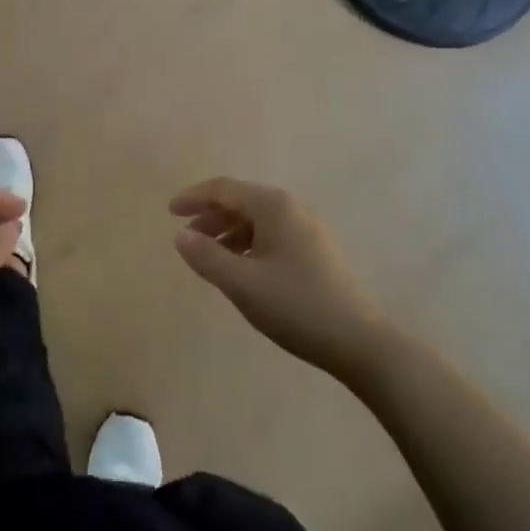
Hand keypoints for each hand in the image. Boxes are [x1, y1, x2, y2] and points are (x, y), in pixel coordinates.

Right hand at [171, 178, 391, 383]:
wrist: (360, 342)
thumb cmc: (296, 306)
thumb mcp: (242, 283)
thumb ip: (207, 256)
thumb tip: (180, 235)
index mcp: (273, 205)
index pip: (224, 189)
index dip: (194, 197)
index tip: (169, 212)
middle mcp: (291, 208)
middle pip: (241, 200)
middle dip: (210, 215)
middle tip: (186, 236)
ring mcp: (308, 229)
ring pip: (257, 219)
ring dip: (228, 231)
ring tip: (209, 256)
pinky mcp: (316, 251)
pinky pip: (272, 234)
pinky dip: (248, 243)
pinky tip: (241, 268)